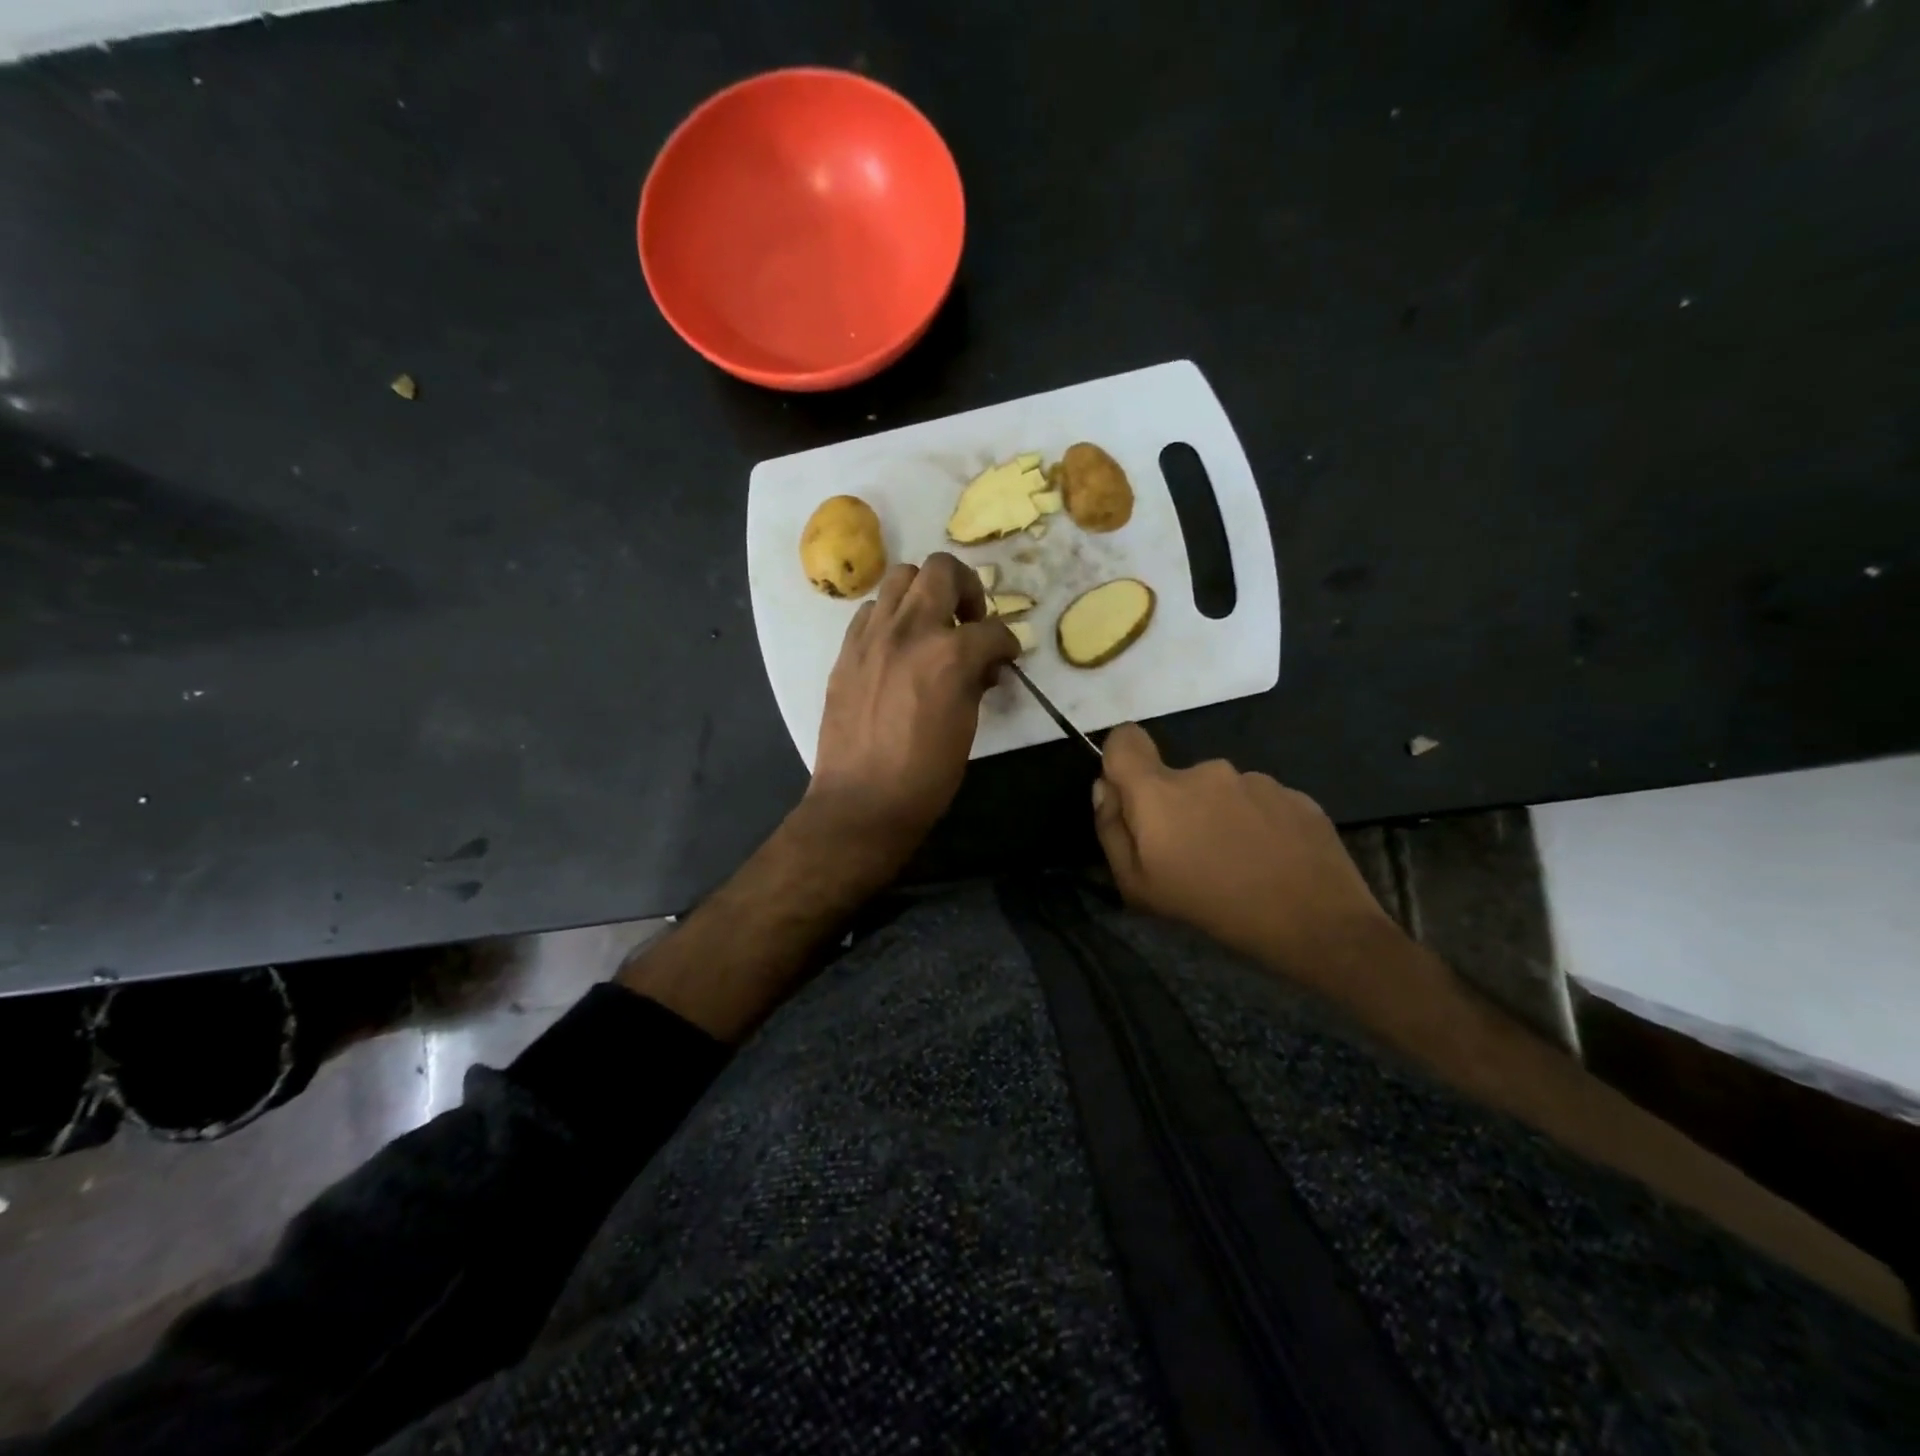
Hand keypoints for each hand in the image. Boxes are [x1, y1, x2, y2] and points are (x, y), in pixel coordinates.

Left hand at [808, 552, 1019, 863]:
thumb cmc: (925, 775)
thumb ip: (976, 682)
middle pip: (942, 570)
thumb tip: (982, 666)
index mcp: (949, 654)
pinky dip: (892, 617)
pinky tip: (898, 646)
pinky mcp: (847, 650)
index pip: (992, 629)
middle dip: (967, 589)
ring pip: (900, 578)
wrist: (862, 801)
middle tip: (970, 620)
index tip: (1006, 656)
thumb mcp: (967, 726)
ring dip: (924, 594)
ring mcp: (872, 636)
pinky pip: (872, 611)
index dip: (1007, 643)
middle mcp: (910, 630)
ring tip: (931, 626)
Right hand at [1092, 722, 1398, 978]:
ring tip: (1239, 863)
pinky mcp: (1295, 795)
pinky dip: (1256, 824)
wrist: (1317, 925)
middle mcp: (1206, 771)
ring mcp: (1256, 779)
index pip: (1125, 740)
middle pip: (1174, 777)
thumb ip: (1111, 829)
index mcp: (1160, 791)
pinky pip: (1258, 802)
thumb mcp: (1138, 886)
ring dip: (1219, 816)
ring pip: (1219, 791)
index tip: (1130, 796)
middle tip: (1192, 855)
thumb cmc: (1212, 908)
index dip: (1120, 760)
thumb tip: (1105, 788)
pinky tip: (1271, 860)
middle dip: (1175, 808)